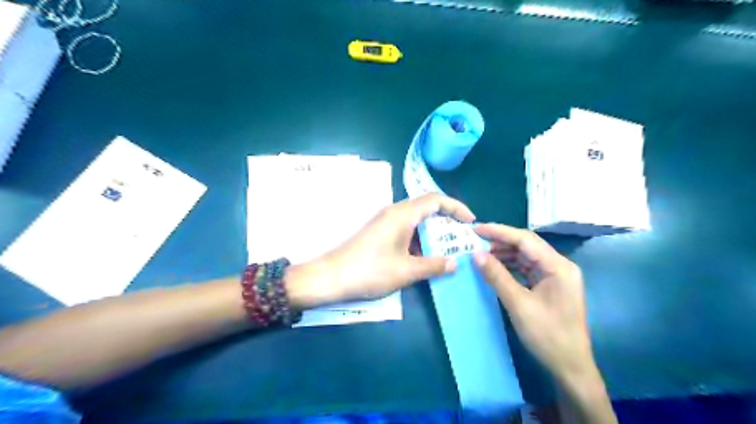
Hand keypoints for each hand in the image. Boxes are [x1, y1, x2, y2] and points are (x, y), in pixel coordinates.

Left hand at [286, 193, 473, 308]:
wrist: (331, 277)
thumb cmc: (370, 271)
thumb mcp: (406, 271)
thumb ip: (433, 265)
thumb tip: (454, 263)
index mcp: (402, 214)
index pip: (435, 199)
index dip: (456, 207)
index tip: (470, 222)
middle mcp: (394, 212)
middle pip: (426, 207)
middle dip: (447, 220)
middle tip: (462, 238)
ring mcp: (384, 222)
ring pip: (416, 220)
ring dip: (433, 232)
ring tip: (448, 249)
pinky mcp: (378, 232)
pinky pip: (405, 229)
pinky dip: (419, 239)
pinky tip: (425, 256)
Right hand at [471, 226, 596, 384]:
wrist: (570, 366)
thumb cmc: (547, 335)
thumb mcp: (518, 304)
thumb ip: (497, 276)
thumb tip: (476, 254)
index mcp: (559, 266)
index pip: (526, 240)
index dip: (500, 232)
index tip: (476, 229)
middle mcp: (560, 266)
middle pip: (527, 245)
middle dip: (500, 241)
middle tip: (475, 240)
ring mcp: (556, 276)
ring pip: (526, 256)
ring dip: (504, 253)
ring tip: (481, 252)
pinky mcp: (550, 285)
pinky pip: (527, 268)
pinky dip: (510, 266)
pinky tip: (495, 266)